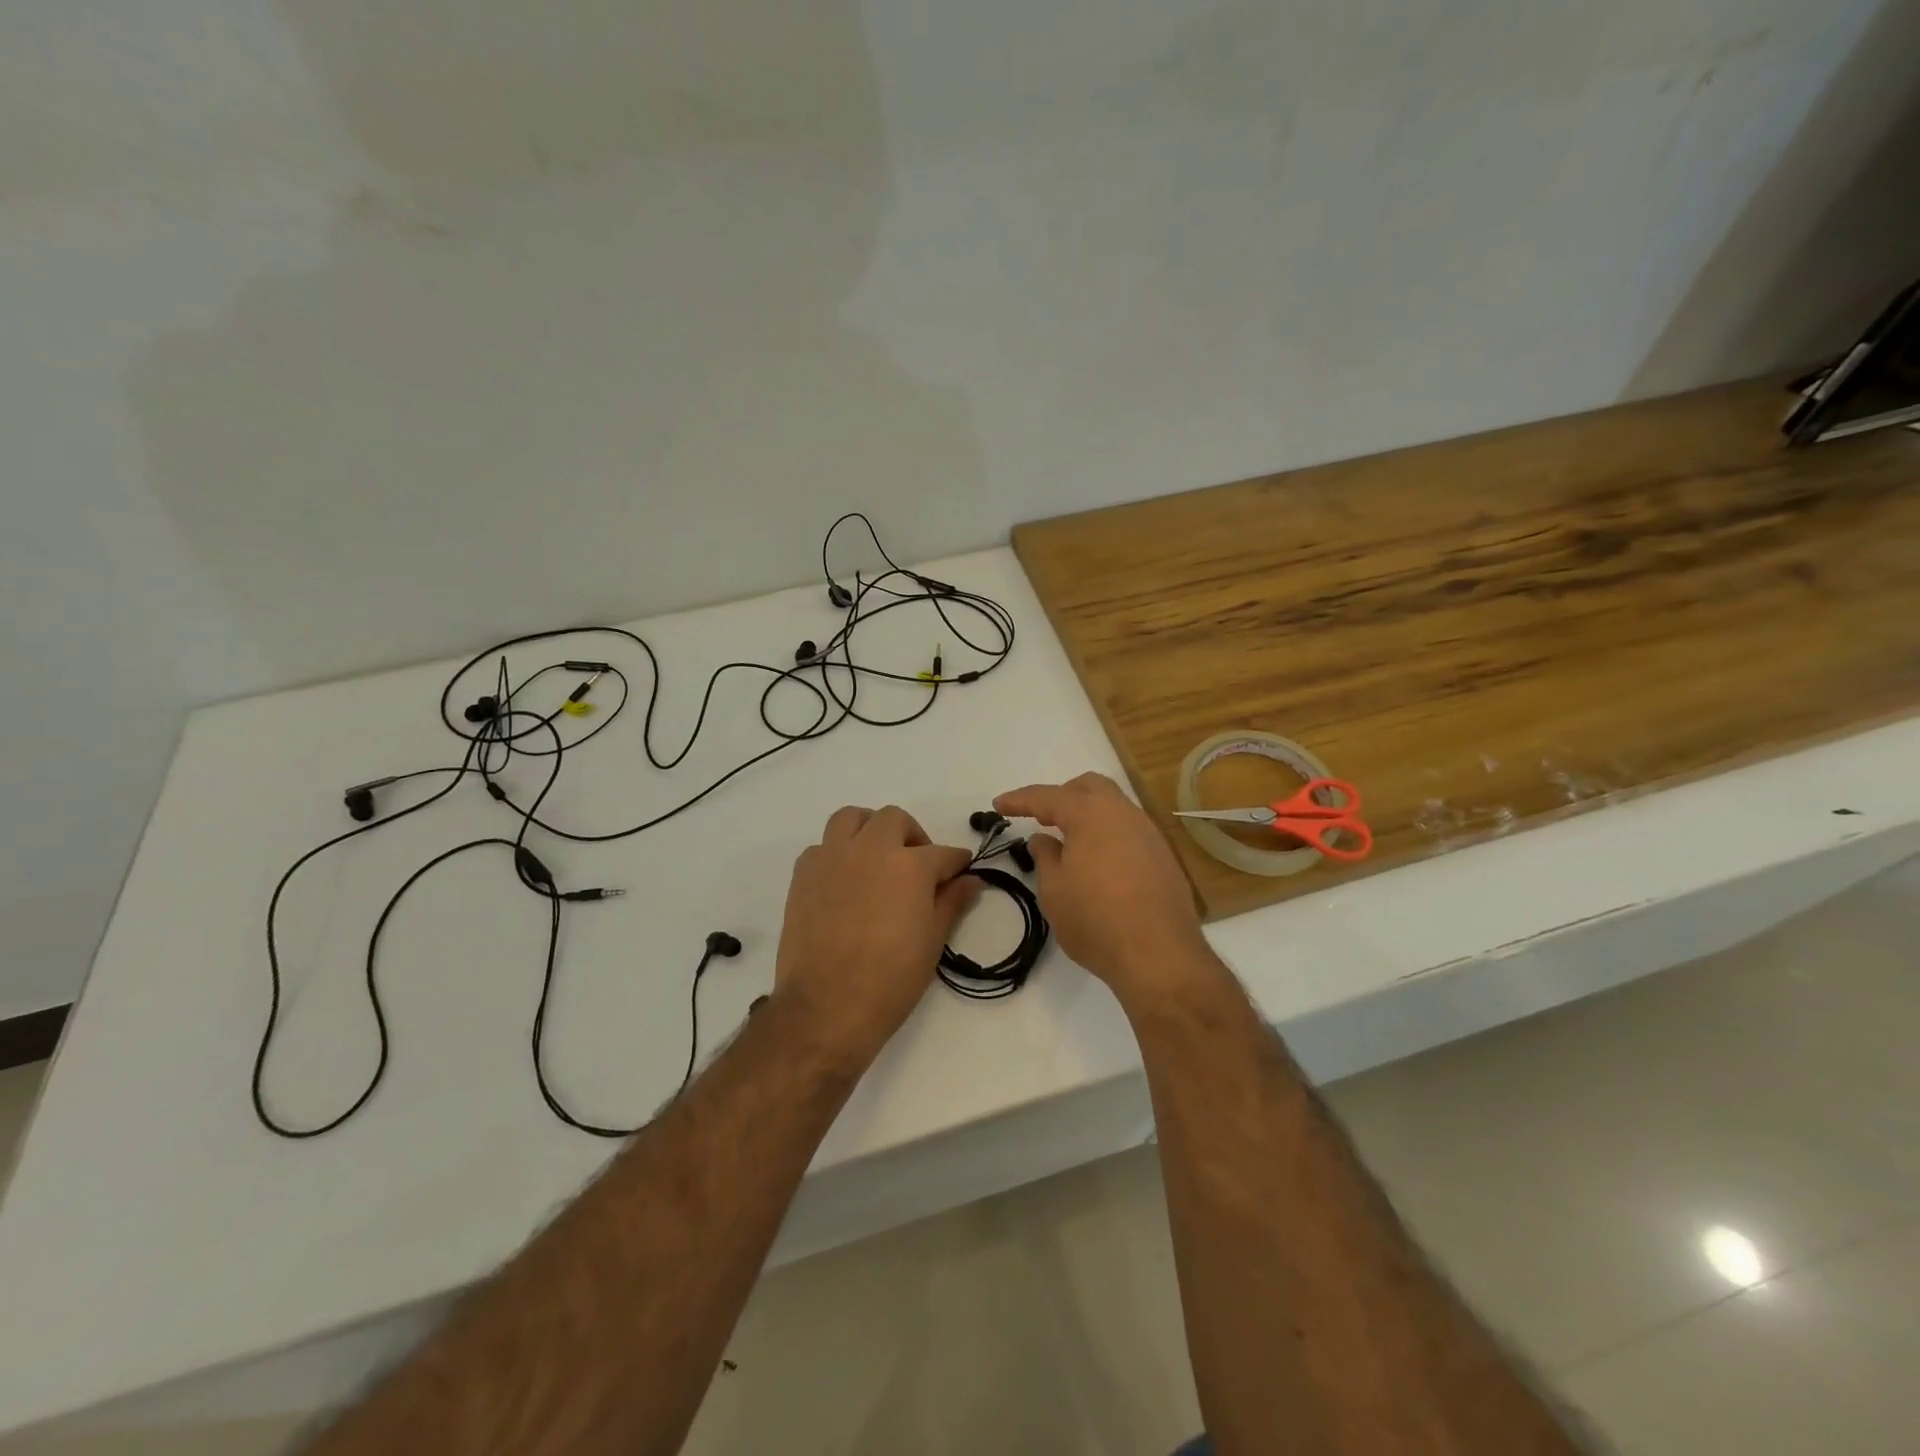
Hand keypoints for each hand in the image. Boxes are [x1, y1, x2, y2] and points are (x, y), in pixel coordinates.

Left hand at [773, 805, 979, 1067]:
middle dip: (912, 837)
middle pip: (895, 820)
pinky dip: (836, 853)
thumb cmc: (890, 979)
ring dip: (869, 829)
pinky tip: (844, 880)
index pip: (943, 854)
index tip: (960, 872)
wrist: (826, 1006)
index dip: (956, 863)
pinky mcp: (803, 873)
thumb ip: (952, 902)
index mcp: (909, 865)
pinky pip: (822, 846)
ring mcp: (832, 857)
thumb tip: (971, 880)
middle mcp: (871, 849)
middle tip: (917, 867)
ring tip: (876, 857)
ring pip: (852, 818)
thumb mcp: (932, 942)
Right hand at [994, 773, 1212, 1005]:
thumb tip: (1043, 839)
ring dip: (1088, 815)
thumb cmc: (1095, 920)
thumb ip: (1045, 857)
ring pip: (1114, 807)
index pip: (1048, 796)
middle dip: (1061, 796)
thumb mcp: (1054, 890)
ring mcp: (1149, 834)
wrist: (1160, 956)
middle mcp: (1124, 814)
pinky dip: (1108, 834)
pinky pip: (1130, 831)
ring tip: (1069, 841)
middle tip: (1041, 819)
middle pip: (1089, 787)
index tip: (999, 805)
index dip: (1020, 799)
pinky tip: (1099, 862)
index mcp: (1091, 814)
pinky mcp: (1164, 857)